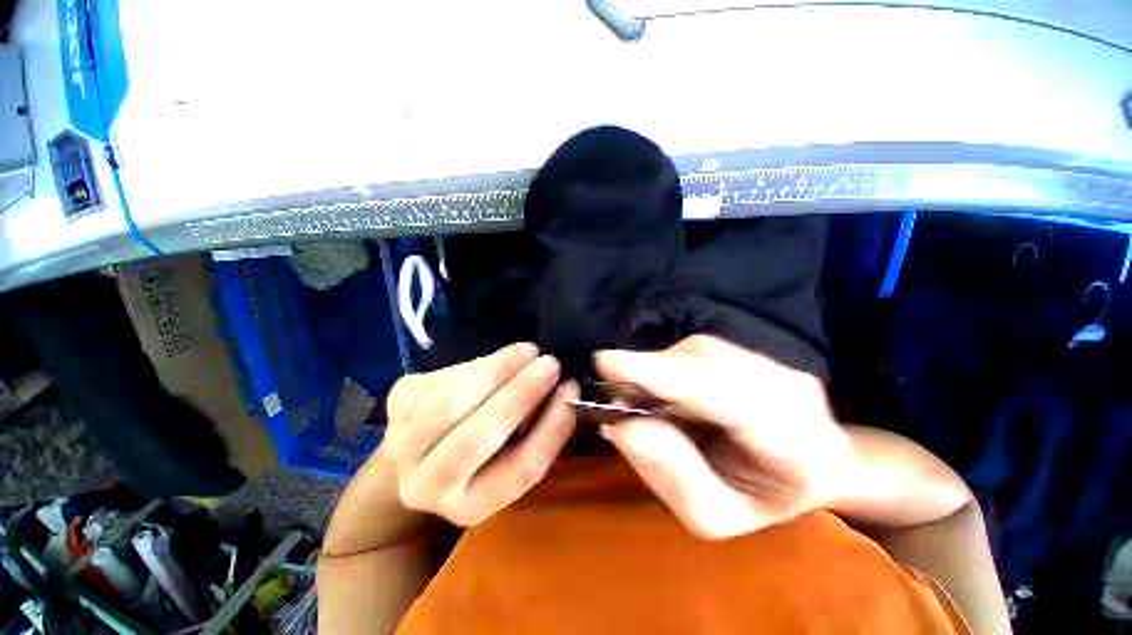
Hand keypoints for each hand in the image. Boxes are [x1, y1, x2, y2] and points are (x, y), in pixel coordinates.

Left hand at [381, 343, 577, 526]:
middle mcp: (426, 486)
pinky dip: (478, 364)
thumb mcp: (513, 455)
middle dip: (521, 394)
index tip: (571, 391)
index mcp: (468, 506)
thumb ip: (540, 430)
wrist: (421, 451)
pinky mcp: (396, 403)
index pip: (519, 470)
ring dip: (498, 370)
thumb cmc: (481, 455)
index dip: (551, 428)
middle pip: (477, 439)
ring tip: (528, 352)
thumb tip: (565, 392)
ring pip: (453, 401)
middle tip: (550, 363)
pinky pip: (443, 378)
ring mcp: (400, 442)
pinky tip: (497, 362)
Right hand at [595, 335, 850, 539]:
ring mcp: (772, 365)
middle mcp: (791, 391)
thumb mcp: (711, 515)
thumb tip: (622, 426)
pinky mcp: (750, 352)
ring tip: (643, 401)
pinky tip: (666, 393)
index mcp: (797, 446)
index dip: (664, 377)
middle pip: (704, 366)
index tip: (607, 363)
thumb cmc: (755, 499)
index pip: (726, 401)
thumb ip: (671, 474)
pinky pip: (696, 352)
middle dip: (650, 374)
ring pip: (696, 354)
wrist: (803, 468)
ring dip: (658, 373)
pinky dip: (668, 369)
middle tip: (613, 392)